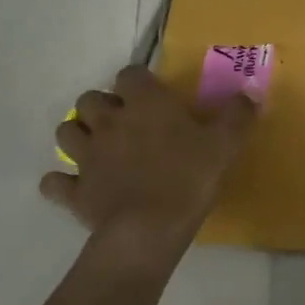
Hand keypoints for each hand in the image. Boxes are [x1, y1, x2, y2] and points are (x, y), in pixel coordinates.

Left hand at [39, 66, 255, 268]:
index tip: (153, 96)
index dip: (139, 82)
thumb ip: (237, 116)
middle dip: (102, 106)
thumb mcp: (225, 145)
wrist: (149, 230)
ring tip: (97, 147)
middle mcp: (109, 122)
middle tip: (124, 122)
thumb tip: (249, 93)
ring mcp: (86, 157)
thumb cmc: (188, 178)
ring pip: (66, 132)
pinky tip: (76, 186)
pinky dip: (61, 182)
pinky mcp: (74, 191)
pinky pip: (54, 182)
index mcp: (144, 104)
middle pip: (89, 99)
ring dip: (78, 135)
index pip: (130, 74)